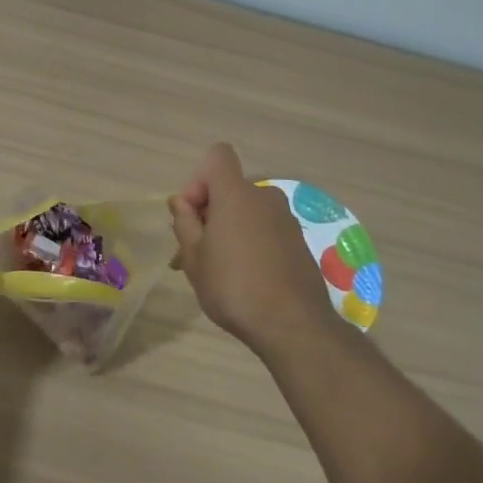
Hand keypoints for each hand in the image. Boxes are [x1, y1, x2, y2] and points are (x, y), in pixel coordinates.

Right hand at [169, 143, 336, 354]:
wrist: (293, 325)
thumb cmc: (233, 286)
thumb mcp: (194, 257)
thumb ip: (185, 222)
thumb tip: (183, 202)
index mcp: (236, 194)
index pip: (217, 157)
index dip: (198, 179)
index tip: (192, 215)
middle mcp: (265, 197)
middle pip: (229, 189)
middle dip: (208, 213)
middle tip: (192, 252)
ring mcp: (286, 219)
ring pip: (246, 212)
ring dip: (227, 230)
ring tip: (215, 270)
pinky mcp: (298, 241)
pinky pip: (264, 229)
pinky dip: (250, 243)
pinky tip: (242, 278)